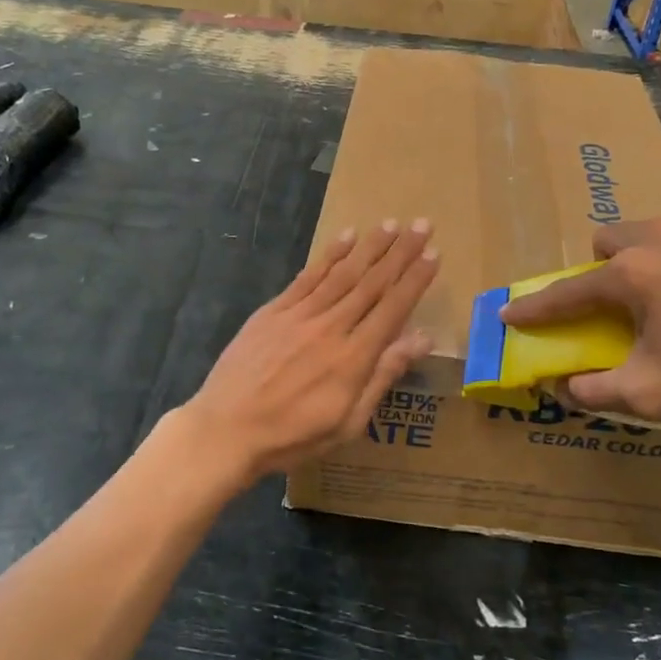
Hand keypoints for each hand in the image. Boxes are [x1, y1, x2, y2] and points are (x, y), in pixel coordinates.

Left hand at [182, 220, 438, 485]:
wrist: (227, 429)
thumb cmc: (293, 435)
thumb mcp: (348, 421)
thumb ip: (383, 375)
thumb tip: (422, 339)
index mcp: (354, 357)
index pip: (393, 308)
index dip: (415, 280)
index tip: (434, 254)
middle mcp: (331, 327)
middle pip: (372, 283)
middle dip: (401, 252)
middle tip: (422, 225)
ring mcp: (300, 315)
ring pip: (343, 273)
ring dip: (370, 247)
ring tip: (391, 224)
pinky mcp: (274, 311)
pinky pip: (308, 277)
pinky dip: (329, 255)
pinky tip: (346, 237)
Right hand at [500, 215, 660, 423]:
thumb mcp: (652, 394)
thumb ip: (596, 390)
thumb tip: (564, 387)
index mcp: (631, 273)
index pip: (567, 292)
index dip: (535, 308)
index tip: (510, 313)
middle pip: (609, 240)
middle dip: (602, 268)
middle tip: (619, 304)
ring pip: (655, 230)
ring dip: (648, 257)